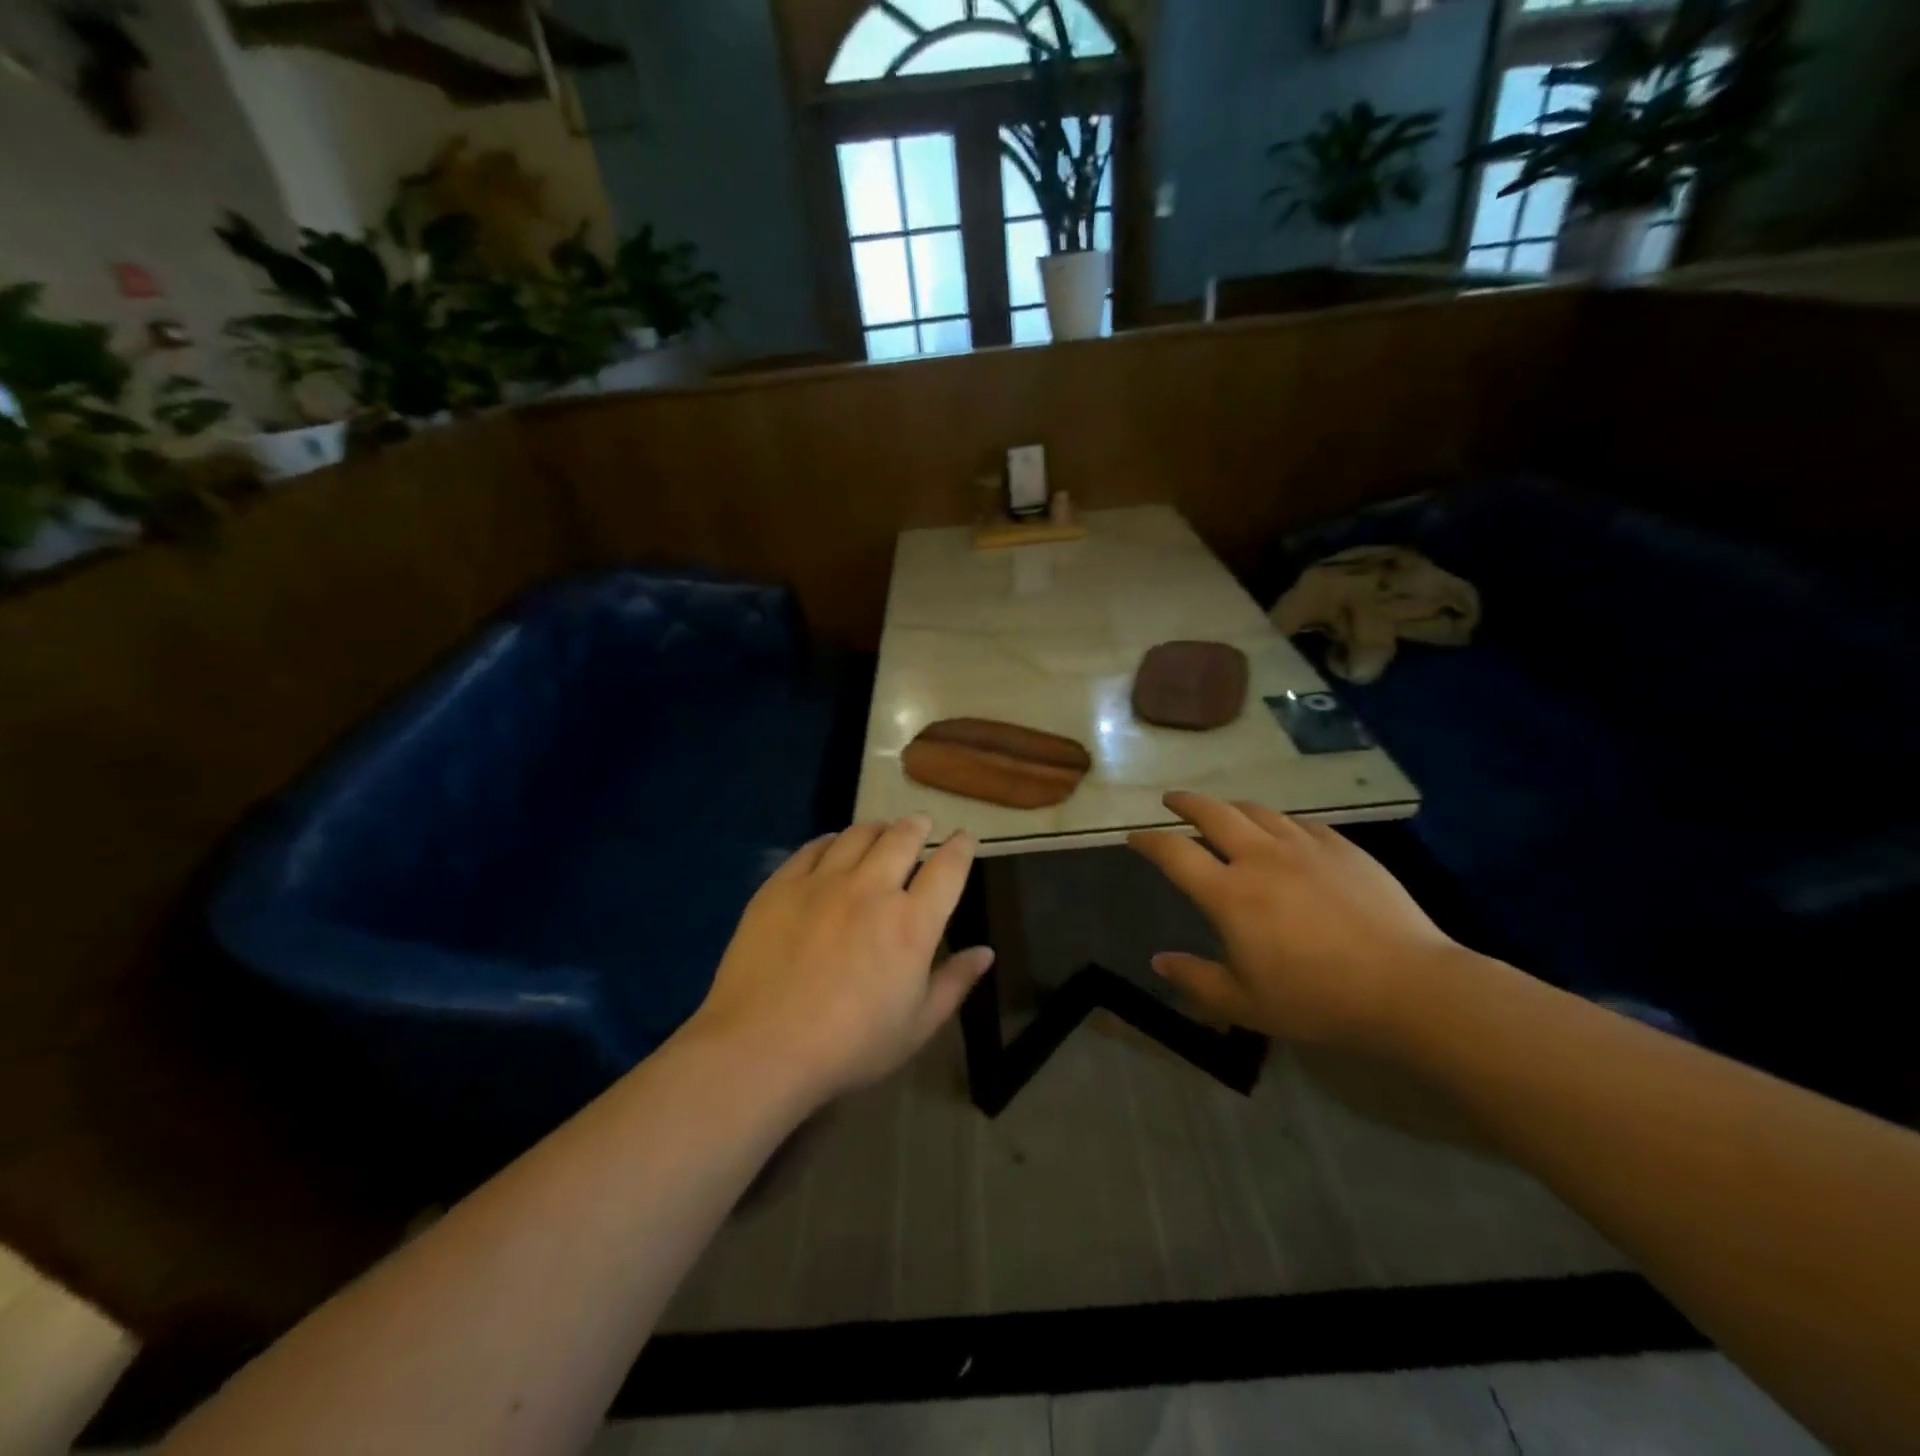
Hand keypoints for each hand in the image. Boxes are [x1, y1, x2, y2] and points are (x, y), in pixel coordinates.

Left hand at [687, 816, 993, 1102]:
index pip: (948, 868)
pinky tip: (832, 846)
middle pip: (902, 838)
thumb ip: (954, 983)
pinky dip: (831, 841)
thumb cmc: (849, 1047)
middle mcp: (872, 889)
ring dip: (877, 828)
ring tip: (880, 831)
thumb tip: (986, 952)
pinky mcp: (782, 885)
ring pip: (857, 835)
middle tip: (921, 823)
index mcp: (912, 923)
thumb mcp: (916, 1027)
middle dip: (917, 826)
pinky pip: (813, 847)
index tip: (964, 838)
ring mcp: (823, 882)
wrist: (761, 1047)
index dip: (961, 848)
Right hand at [1128, 792, 1459, 1048]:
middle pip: (1212, 813)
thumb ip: (1195, 980)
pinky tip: (1283, 833)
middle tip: (1172, 800)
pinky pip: (1300, 823)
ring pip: (1257, 811)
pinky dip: (1278, 823)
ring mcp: (1304, 847)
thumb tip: (1159, 961)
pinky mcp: (1342, 848)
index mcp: (1229, 893)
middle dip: (1185, 802)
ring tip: (1224, 812)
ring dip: (1231, 807)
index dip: (1149, 841)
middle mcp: (1260, 858)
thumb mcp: (1245, 1004)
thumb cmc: (1317, 1000)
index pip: (1174, 853)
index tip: (1135, 837)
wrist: (1409, 987)